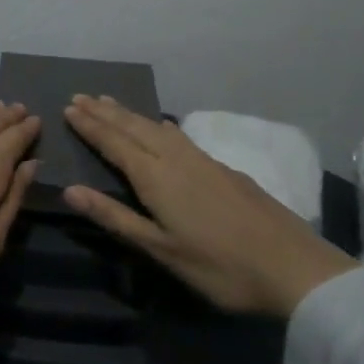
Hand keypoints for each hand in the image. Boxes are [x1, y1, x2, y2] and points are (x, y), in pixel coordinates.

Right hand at [62, 95, 354, 316]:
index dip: (91, 126)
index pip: (114, 143)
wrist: (294, 267)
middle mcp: (176, 158)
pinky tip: (164, 126)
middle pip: (134, 128)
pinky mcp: (222, 168)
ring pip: (157, 128)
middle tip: (81, 96)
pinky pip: (179, 136)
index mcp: (156, 177)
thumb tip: (70, 189)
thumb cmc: (220, 266)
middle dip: (105, 112)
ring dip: (130, 114)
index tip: (69, 107)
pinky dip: (160, 124)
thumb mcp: (161, 249)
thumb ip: (115, 217)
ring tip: (110, 102)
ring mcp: (202, 160)